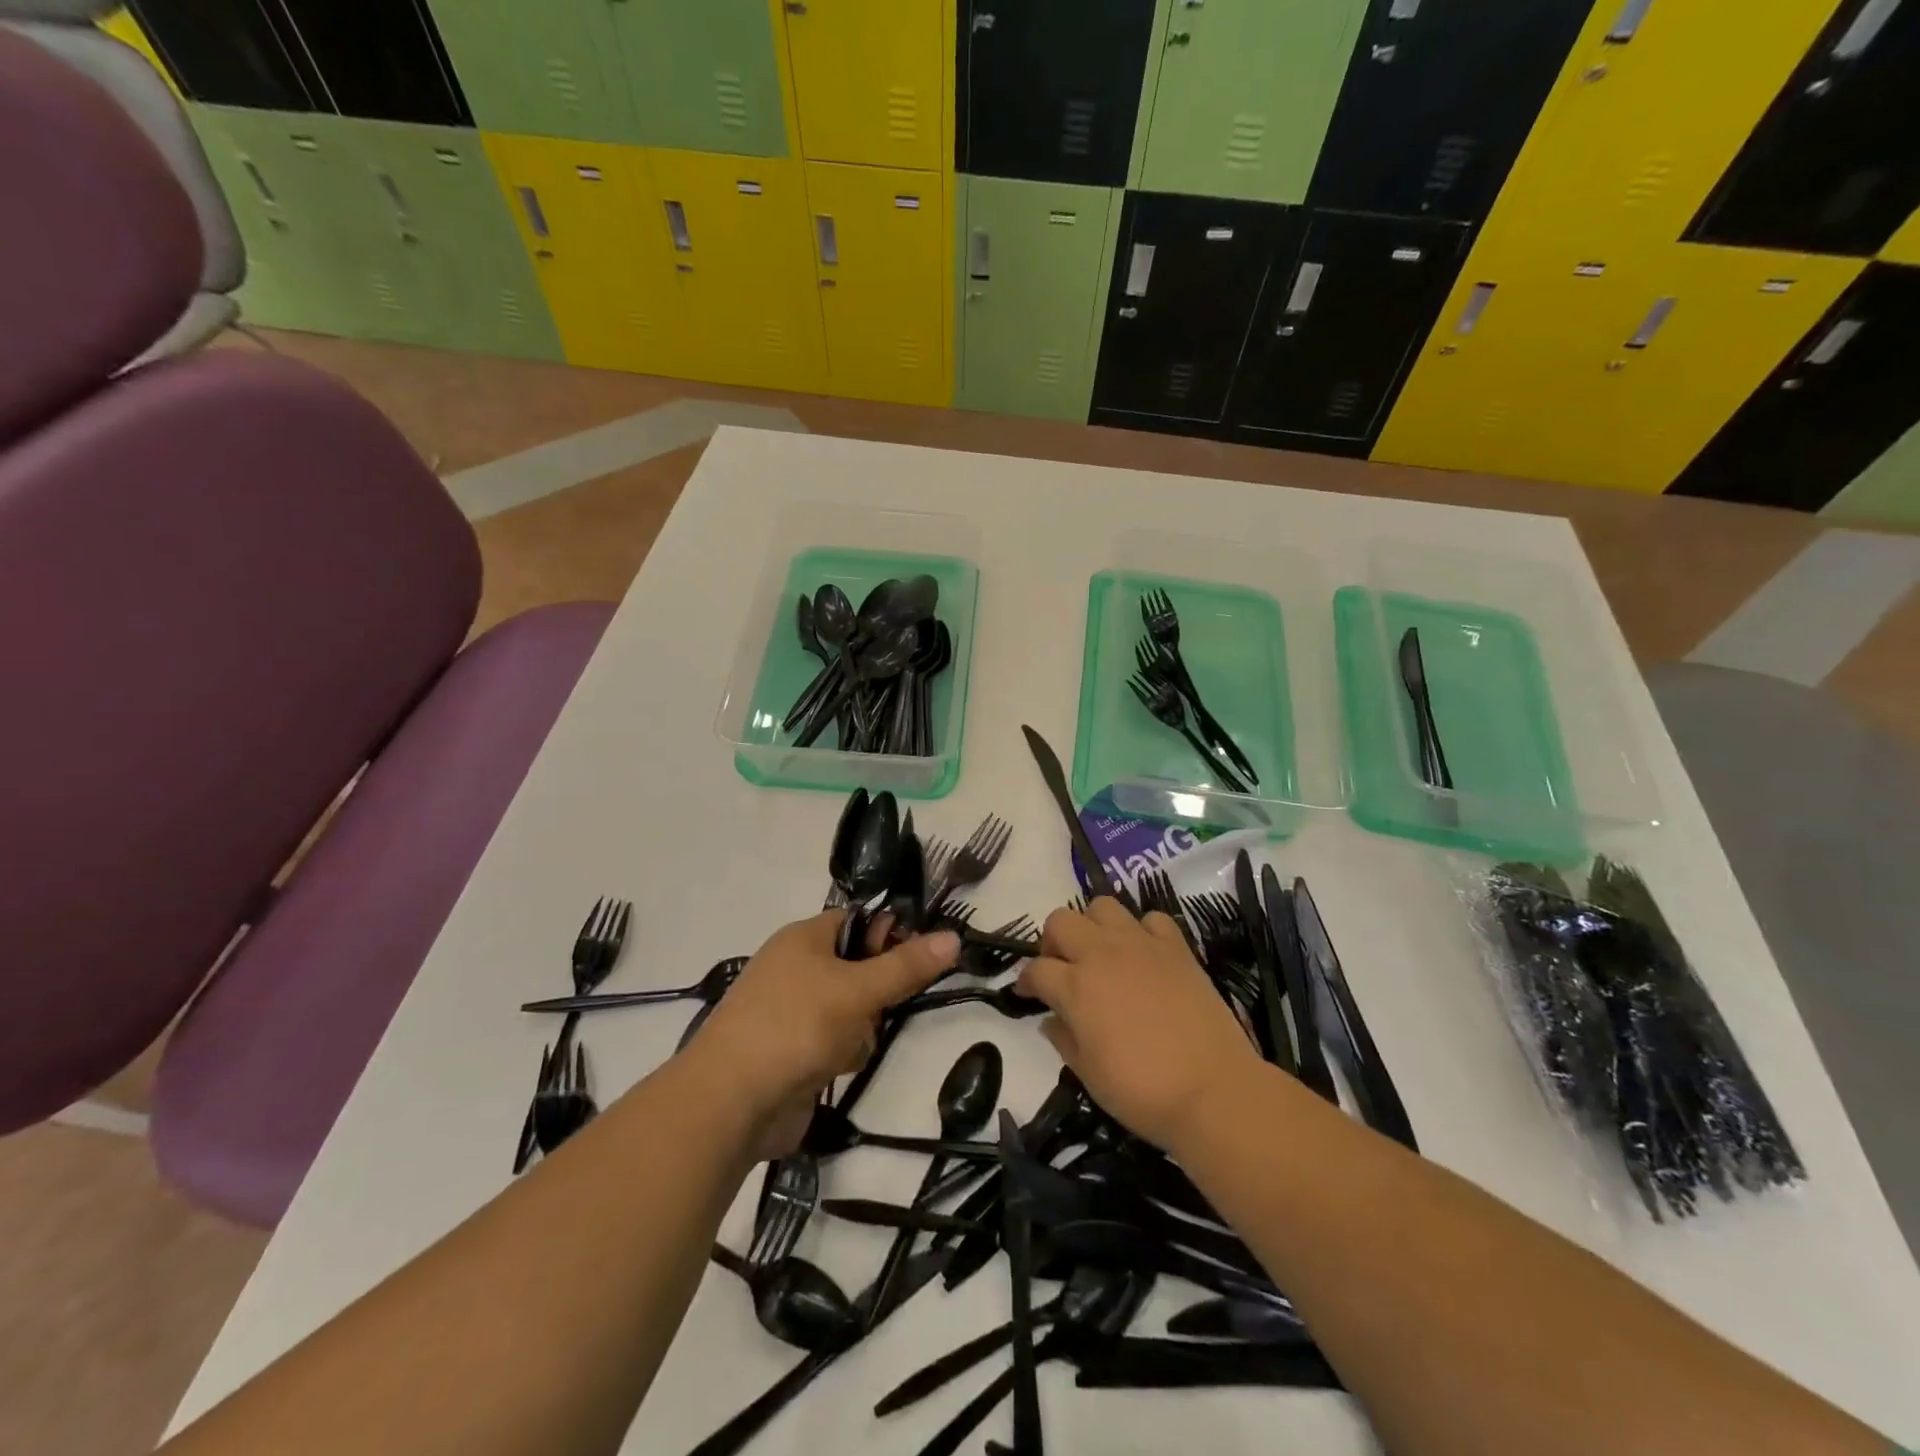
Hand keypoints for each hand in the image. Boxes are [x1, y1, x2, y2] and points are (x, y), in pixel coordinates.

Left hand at [683, 912, 959, 1158]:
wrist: (731, 1104)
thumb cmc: (795, 1026)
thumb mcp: (858, 990)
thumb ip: (907, 966)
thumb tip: (953, 936)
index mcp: (804, 938)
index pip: (860, 921)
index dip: (891, 934)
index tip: (921, 957)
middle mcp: (797, 968)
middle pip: (859, 967)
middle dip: (877, 991)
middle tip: (883, 1006)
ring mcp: (793, 1012)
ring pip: (852, 1008)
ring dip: (862, 1028)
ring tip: (852, 1044)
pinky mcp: (793, 1051)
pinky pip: (836, 1041)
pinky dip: (843, 1054)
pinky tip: (836, 1068)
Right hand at [1018, 899, 1263, 1151]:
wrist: (1213, 1091)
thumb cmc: (1142, 1091)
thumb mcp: (1088, 1075)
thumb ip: (1063, 1040)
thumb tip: (1051, 1020)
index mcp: (1075, 987)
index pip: (1035, 969)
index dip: (1026, 981)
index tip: (1028, 995)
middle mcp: (1102, 954)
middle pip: (1060, 921)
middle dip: (1052, 942)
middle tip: (1062, 969)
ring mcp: (1141, 945)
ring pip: (1102, 906)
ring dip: (1093, 926)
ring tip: (1101, 954)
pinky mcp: (1176, 947)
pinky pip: (1151, 919)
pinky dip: (1142, 930)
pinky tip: (1144, 955)